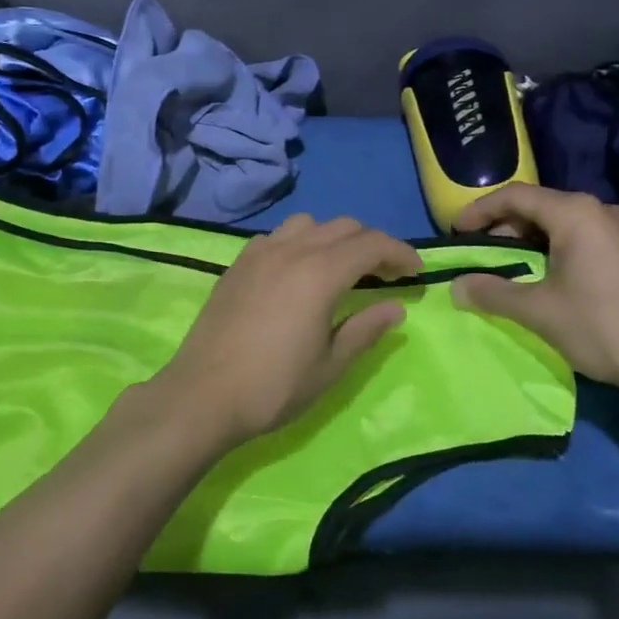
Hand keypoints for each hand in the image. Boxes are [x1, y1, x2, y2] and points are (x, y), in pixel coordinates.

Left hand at [149, 215, 421, 448]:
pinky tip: (296, 273)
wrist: (202, 395)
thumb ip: (365, 330)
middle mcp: (291, 249)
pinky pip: (277, 236)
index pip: (371, 244)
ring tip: (340, 268)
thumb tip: (395, 307)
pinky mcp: (238, 263)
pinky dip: (298, 243)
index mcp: (320, 272)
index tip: (416, 272)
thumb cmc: (273, 387)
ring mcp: (259, 252)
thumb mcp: (330, 366)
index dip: (400, 252)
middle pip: (343, 226)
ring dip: (333, 237)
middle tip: (386, 274)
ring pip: (308, 223)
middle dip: (371, 244)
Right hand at [452, 184, 618, 396]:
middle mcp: (600, 211)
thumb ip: (492, 293)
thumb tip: (455, 287)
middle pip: (539, 206)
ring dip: (529, 240)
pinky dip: (554, 250)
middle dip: (503, 226)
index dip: (480, 210)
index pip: (515, 196)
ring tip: (507, 266)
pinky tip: (546, 277)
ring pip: (562, 224)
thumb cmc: (602, 326)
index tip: (456, 232)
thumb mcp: (538, 310)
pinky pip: (583, 238)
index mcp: (576, 213)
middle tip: (479, 252)